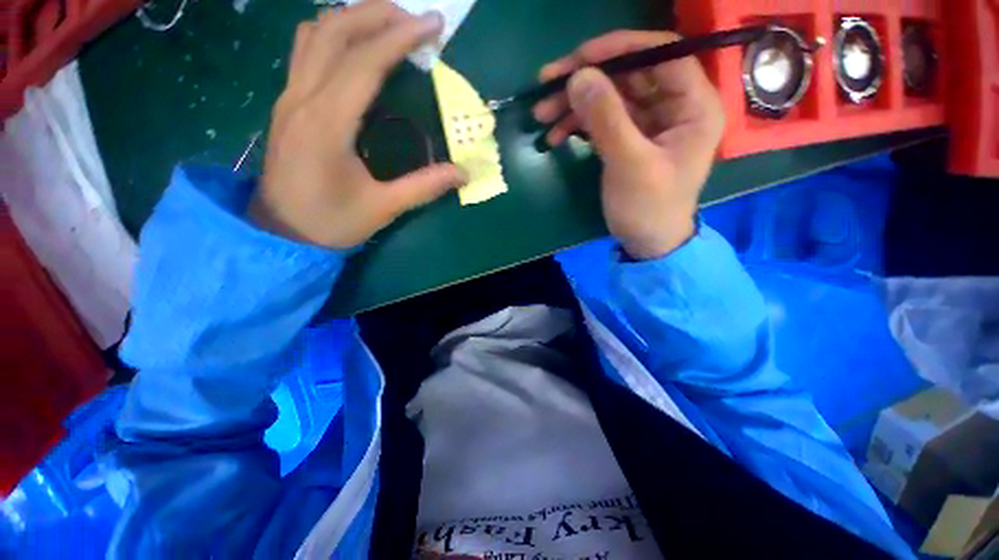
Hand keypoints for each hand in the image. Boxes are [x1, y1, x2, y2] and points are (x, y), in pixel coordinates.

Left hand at [250, 1, 464, 248]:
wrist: (281, 234)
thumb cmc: (331, 223)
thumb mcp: (383, 208)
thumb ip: (424, 187)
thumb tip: (463, 174)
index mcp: (327, 124)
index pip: (364, 62)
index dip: (400, 37)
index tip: (434, 24)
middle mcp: (302, 98)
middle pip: (334, 31)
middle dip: (377, 14)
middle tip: (415, 19)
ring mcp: (289, 97)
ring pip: (314, 34)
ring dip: (353, 18)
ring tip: (388, 25)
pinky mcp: (287, 104)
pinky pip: (306, 51)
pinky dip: (334, 36)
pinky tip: (356, 48)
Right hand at [533, 31, 724, 259]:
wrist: (646, 242)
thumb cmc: (647, 208)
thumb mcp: (629, 164)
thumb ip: (606, 119)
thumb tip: (578, 75)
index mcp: (693, 106)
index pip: (661, 54)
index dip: (619, 48)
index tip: (579, 58)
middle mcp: (674, 106)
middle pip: (629, 74)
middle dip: (586, 79)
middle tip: (546, 84)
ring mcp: (649, 122)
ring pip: (611, 97)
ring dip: (574, 103)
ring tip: (541, 114)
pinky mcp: (629, 138)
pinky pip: (602, 120)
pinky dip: (578, 124)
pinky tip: (555, 134)